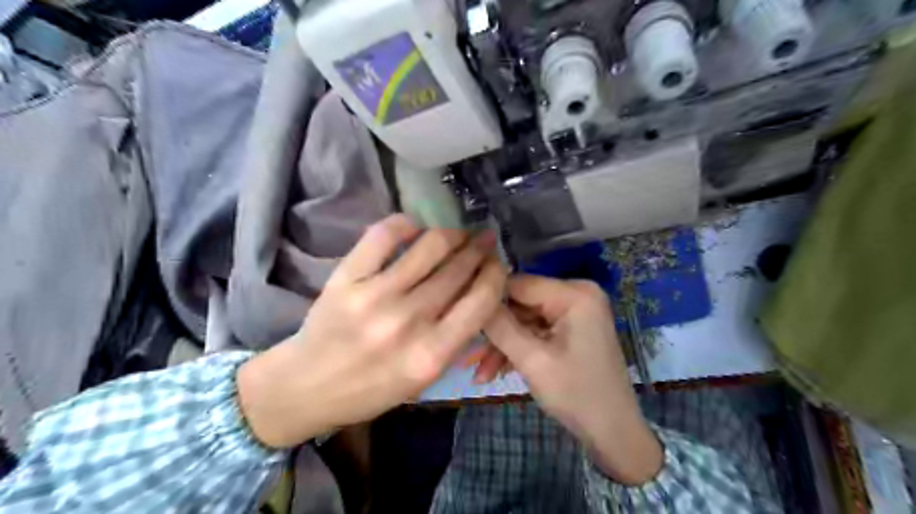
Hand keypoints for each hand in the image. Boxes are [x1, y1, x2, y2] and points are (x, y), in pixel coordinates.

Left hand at [235, 215, 503, 446]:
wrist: (306, 386)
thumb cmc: (371, 388)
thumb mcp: (424, 379)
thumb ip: (455, 339)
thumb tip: (478, 290)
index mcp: (432, 354)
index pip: (482, 300)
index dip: (496, 273)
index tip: (497, 262)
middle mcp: (408, 321)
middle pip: (459, 269)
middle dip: (478, 248)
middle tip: (483, 239)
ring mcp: (375, 295)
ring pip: (430, 246)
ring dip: (452, 233)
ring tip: (458, 232)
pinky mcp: (346, 277)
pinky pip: (384, 235)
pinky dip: (406, 223)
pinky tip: (416, 226)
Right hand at [482, 275, 662, 482]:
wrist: (614, 434)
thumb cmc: (577, 395)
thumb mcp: (532, 360)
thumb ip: (500, 326)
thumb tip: (474, 298)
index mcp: (574, 294)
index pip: (519, 283)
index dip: (489, 299)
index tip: (462, 317)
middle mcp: (576, 294)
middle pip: (521, 303)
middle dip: (495, 332)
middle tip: (467, 355)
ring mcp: (574, 312)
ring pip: (525, 320)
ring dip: (503, 346)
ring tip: (478, 374)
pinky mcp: (571, 329)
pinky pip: (537, 332)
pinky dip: (518, 350)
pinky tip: (495, 372)